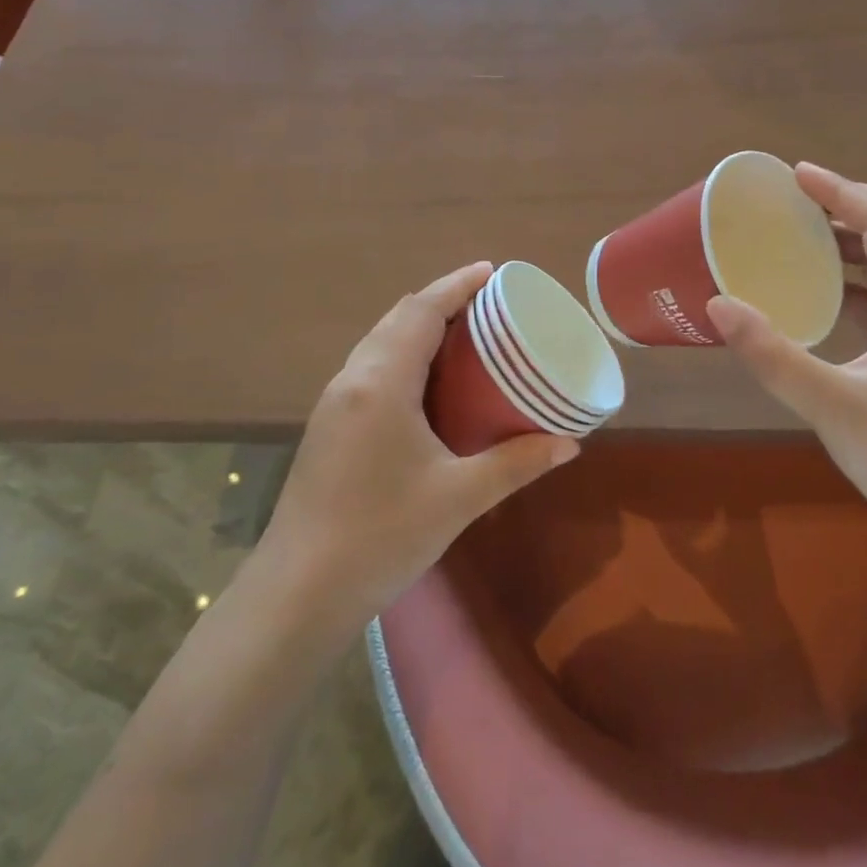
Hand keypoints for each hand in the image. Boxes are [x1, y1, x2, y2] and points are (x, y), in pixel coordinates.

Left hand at [251, 262, 578, 634]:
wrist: (296, 594)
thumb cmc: (381, 537)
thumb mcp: (458, 498)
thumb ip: (516, 463)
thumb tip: (569, 444)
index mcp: (382, 382)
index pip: (422, 310)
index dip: (457, 284)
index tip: (492, 271)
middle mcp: (353, 378)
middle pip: (399, 317)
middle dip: (441, 300)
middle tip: (488, 304)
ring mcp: (334, 402)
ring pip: (380, 340)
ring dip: (419, 326)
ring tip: (463, 334)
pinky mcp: (328, 426)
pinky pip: (371, 365)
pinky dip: (402, 352)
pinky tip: (426, 382)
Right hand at [706, 164, 866, 554]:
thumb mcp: (829, 404)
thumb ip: (770, 352)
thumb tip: (718, 303)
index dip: (842, 192)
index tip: (796, 175)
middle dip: (854, 203)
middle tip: (801, 195)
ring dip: (861, 237)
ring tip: (808, 231)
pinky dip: (865, 274)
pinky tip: (828, 290)